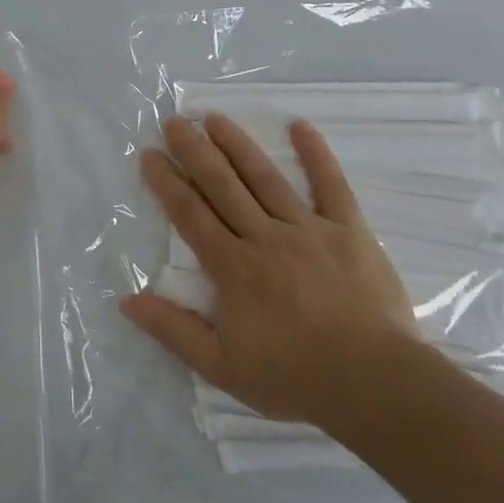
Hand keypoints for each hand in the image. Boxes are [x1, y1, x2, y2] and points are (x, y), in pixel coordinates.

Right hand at [121, 113, 424, 442]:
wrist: (375, 384)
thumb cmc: (294, 376)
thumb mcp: (222, 367)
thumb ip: (174, 331)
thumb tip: (128, 301)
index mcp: (233, 267)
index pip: (191, 214)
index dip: (166, 182)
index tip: (150, 155)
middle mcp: (265, 237)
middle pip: (222, 185)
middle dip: (195, 150)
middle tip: (174, 122)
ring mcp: (309, 229)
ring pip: (265, 177)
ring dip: (238, 144)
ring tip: (215, 118)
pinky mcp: (349, 230)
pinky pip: (331, 185)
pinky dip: (316, 154)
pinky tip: (300, 125)